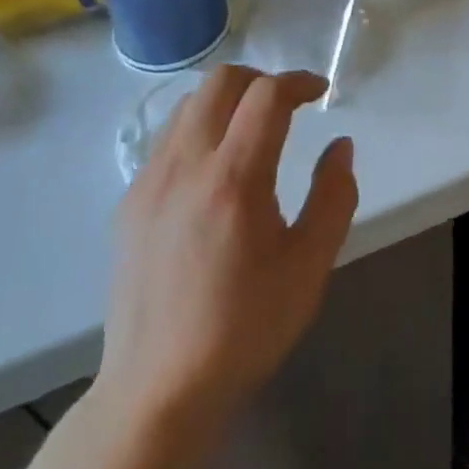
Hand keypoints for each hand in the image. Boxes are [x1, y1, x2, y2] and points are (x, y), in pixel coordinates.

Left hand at [95, 66, 357, 436]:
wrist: (158, 389)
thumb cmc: (243, 328)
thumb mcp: (309, 267)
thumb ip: (333, 197)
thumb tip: (339, 146)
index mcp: (234, 180)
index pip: (266, 96)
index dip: (299, 82)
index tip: (319, 93)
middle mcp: (186, 165)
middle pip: (220, 81)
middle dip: (260, 80)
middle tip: (286, 105)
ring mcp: (149, 180)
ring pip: (188, 103)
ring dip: (226, 100)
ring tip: (250, 130)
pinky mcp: (129, 200)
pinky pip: (166, 139)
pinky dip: (197, 129)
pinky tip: (212, 170)